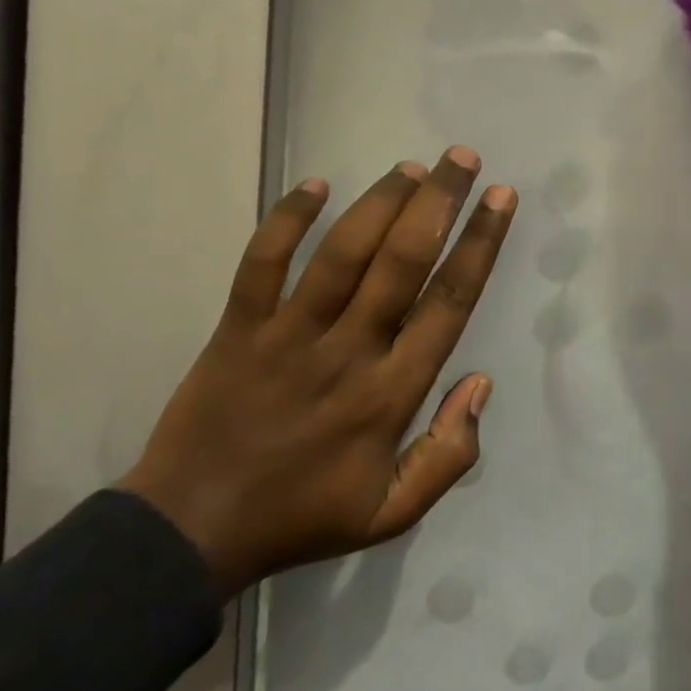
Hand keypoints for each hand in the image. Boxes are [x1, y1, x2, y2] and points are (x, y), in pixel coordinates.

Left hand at [120, 148, 516, 596]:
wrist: (189, 533)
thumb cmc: (301, 516)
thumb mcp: (391, 513)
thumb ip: (449, 455)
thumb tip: (480, 383)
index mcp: (389, 394)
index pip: (448, 303)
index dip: (479, 245)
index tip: (501, 200)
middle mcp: (347, 352)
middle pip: (402, 262)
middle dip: (438, 202)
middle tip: (462, 158)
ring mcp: (288, 336)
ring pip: (342, 253)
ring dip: (380, 202)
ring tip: (411, 166)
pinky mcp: (237, 329)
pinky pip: (262, 263)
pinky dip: (287, 220)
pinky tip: (315, 183)